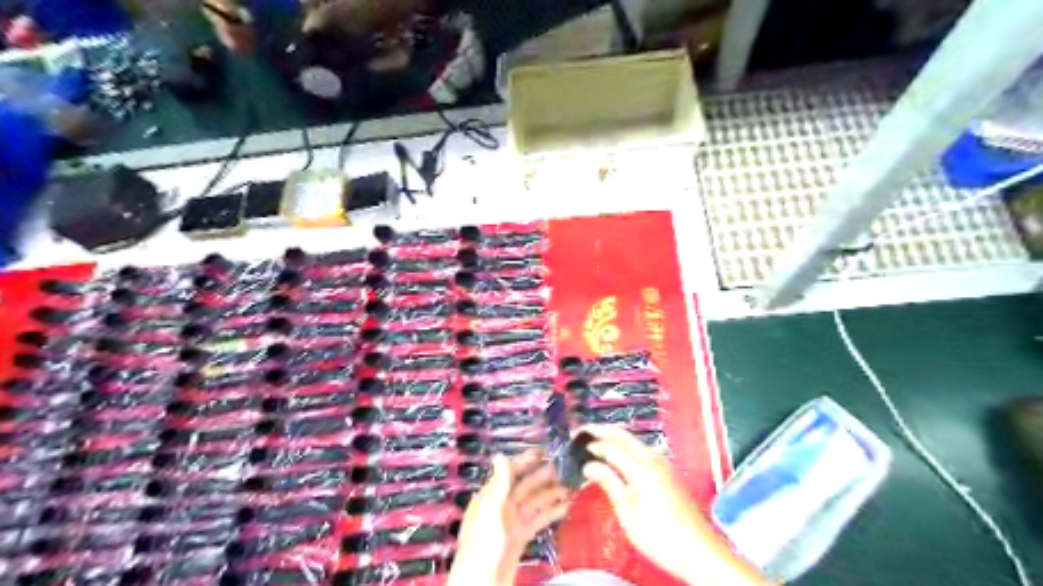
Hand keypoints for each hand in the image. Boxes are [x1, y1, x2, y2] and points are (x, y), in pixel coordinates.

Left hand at [449, 451, 567, 584]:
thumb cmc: (483, 545)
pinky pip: (539, 518)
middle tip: (566, 467)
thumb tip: (500, 455)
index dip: (528, 460)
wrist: (482, 582)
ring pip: (536, 501)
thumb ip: (499, 483)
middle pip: (527, 485)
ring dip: (553, 493)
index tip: (545, 451)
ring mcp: (513, 521)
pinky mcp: (522, 536)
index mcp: (492, 496)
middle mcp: (502, 505)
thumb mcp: (491, 510)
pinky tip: (567, 506)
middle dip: (545, 476)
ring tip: (572, 486)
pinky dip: (552, 511)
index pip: (511, 471)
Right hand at [583, 425, 768, 585]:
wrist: (699, 552)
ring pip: (635, 441)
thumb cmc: (660, 537)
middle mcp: (654, 460)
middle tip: (583, 430)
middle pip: (625, 436)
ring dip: (615, 436)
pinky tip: (619, 453)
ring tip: (597, 439)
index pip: (611, 448)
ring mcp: (663, 465)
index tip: (575, 445)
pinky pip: (643, 449)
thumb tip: (589, 466)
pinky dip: (627, 445)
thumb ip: (610, 483)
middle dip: (603, 430)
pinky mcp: (668, 472)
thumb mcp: (628, 513)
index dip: (592, 446)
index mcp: (642, 468)